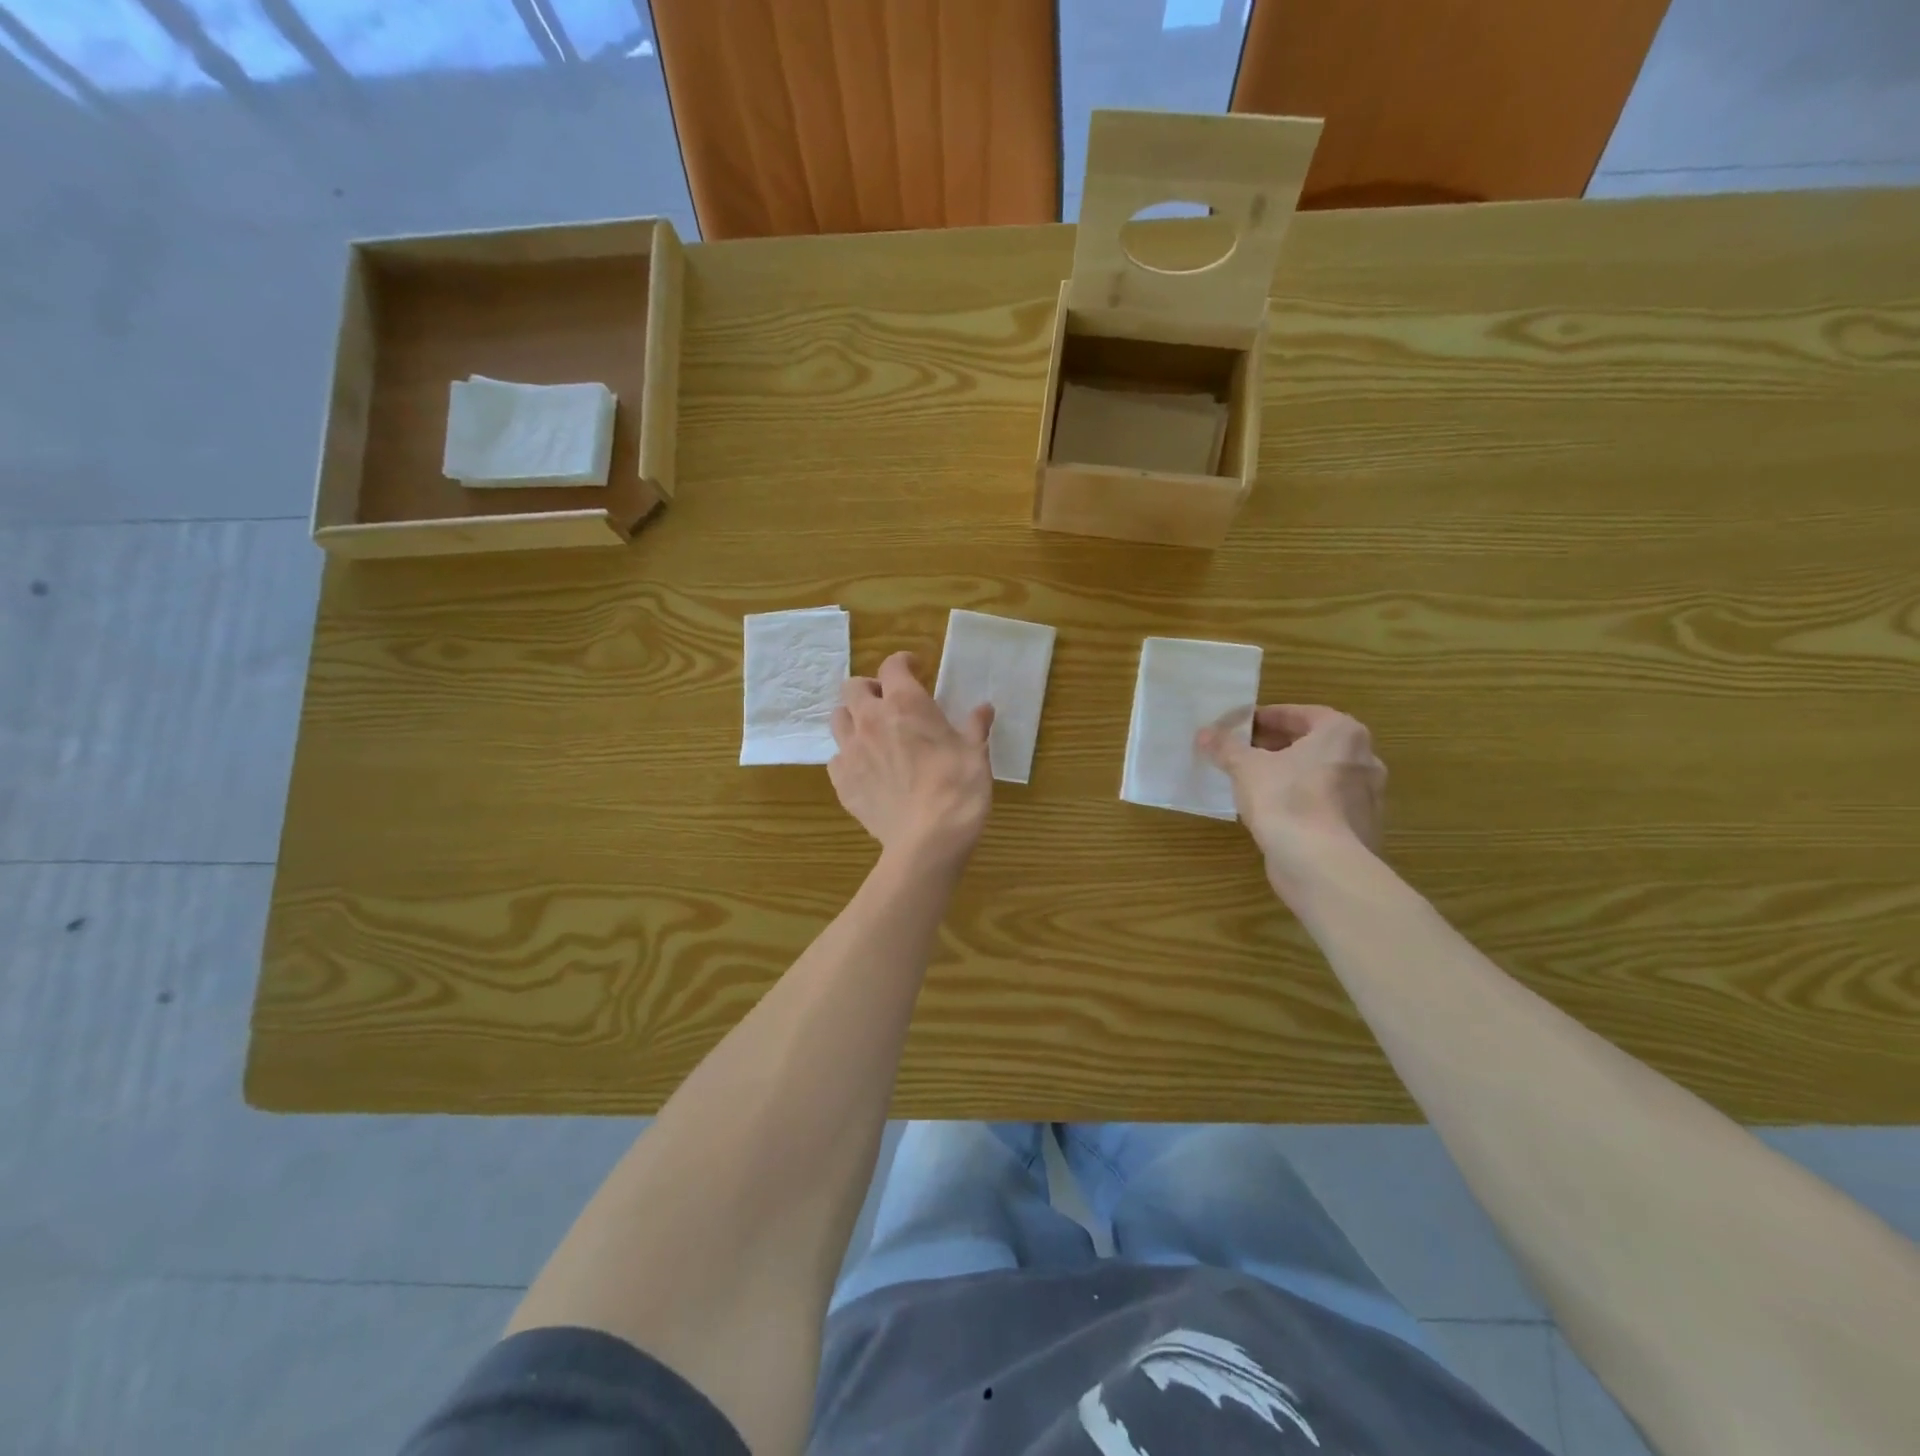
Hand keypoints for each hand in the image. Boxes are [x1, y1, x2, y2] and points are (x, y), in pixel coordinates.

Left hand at [830, 652, 994, 869]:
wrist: (928, 840)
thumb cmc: (958, 788)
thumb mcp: (976, 753)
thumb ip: (975, 726)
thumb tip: (983, 709)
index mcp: (905, 704)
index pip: (892, 666)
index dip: (903, 663)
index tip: (916, 668)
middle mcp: (870, 720)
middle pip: (853, 687)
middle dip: (870, 688)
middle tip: (889, 701)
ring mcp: (851, 751)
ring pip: (838, 719)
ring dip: (853, 718)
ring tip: (871, 732)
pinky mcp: (841, 782)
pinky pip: (836, 758)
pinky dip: (849, 756)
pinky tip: (867, 769)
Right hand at [1197, 704, 1385, 889]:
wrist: (1322, 866)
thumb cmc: (1287, 801)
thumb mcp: (1246, 767)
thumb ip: (1226, 747)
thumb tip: (1204, 733)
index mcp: (1343, 734)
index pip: (1301, 714)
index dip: (1266, 717)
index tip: (1240, 726)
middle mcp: (1364, 759)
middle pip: (1313, 743)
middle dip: (1277, 745)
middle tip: (1243, 751)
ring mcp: (1367, 796)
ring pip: (1320, 774)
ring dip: (1289, 774)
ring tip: (1253, 781)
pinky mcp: (1360, 828)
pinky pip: (1325, 803)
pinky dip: (1301, 800)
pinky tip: (1273, 811)